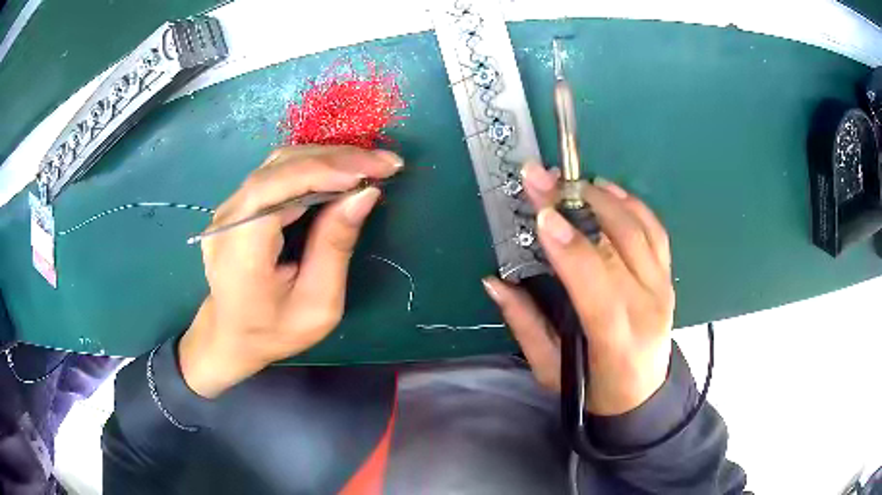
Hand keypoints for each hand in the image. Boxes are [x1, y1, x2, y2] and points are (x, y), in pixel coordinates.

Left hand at [179, 146, 402, 397]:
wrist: (231, 336)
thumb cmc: (274, 331)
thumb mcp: (317, 304)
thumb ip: (335, 246)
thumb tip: (365, 193)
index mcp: (240, 248)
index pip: (277, 187)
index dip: (327, 170)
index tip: (375, 171)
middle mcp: (228, 218)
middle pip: (281, 167)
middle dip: (338, 159)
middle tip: (386, 163)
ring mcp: (229, 207)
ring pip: (280, 163)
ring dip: (329, 158)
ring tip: (369, 166)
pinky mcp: (238, 204)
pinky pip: (277, 173)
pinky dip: (314, 167)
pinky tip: (340, 173)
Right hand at [483, 162, 673, 415]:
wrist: (642, 395)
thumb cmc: (592, 389)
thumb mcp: (549, 369)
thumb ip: (524, 324)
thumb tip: (494, 281)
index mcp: (616, 338)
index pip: (596, 284)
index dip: (569, 247)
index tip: (543, 214)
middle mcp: (647, 307)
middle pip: (619, 244)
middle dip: (579, 203)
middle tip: (544, 177)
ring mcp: (663, 288)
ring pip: (639, 230)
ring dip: (606, 198)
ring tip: (573, 181)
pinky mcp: (668, 278)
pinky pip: (656, 232)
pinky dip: (633, 204)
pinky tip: (610, 190)